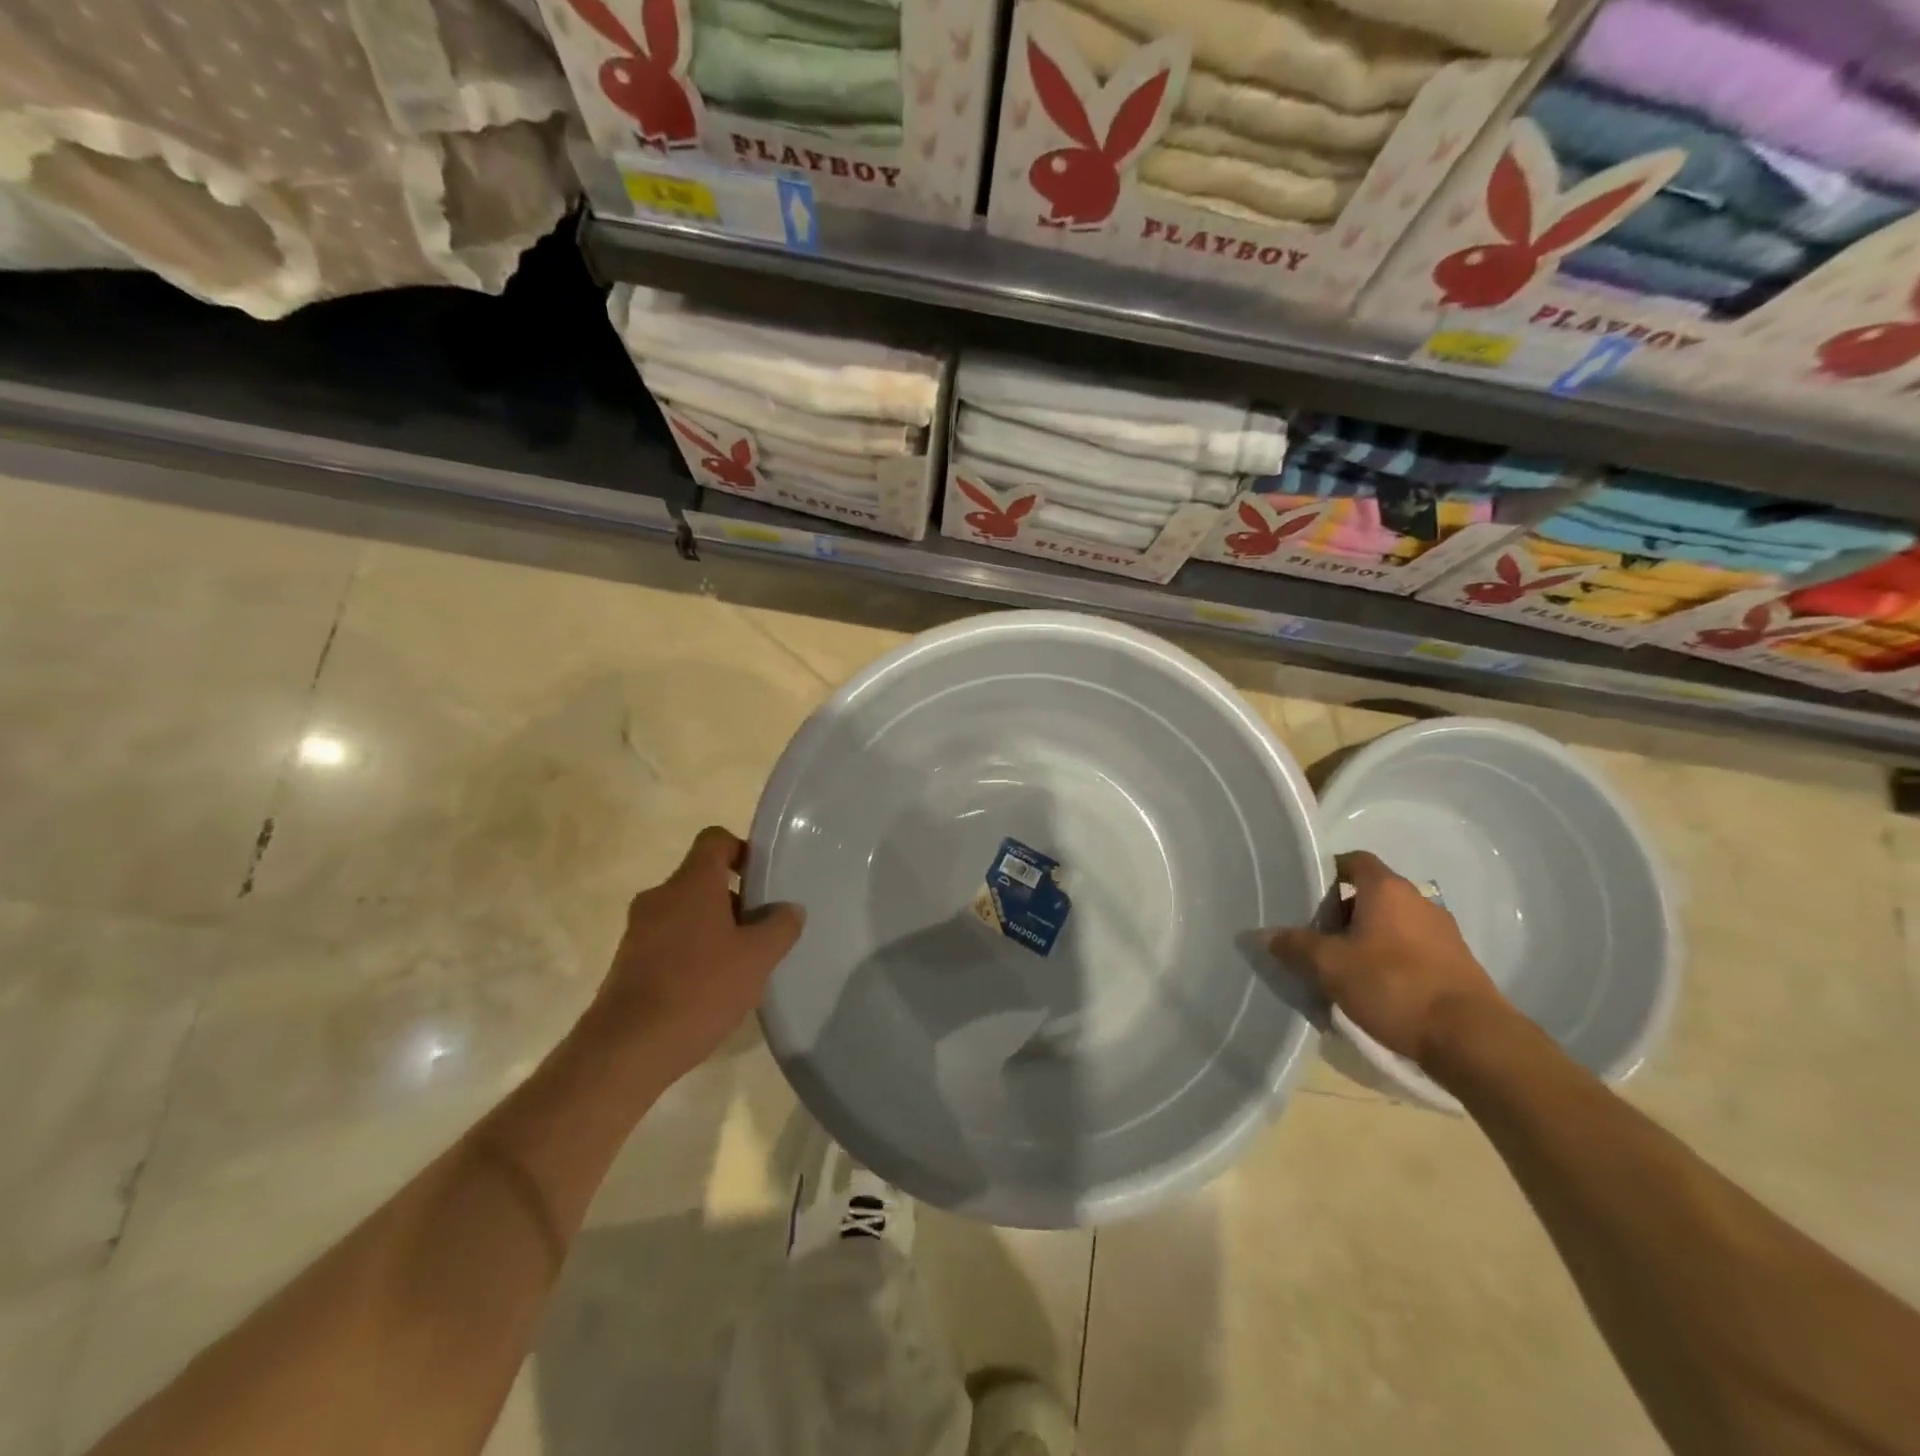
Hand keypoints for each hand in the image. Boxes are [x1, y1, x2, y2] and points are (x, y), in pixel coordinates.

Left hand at [589, 827, 803, 1077]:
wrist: (627, 1048)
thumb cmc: (700, 989)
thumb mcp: (757, 958)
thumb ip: (780, 926)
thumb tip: (788, 909)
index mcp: (691, 883)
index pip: (715, 839)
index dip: (741, 850)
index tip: (761, 880)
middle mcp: (660, 896)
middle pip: (702, 878)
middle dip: (734, 899)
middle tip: (759, 931)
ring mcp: (639, 929)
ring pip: (685, 912)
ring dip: (713, 928)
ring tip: (738, 965)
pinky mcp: (627, 961)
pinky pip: (668, 940)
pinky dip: (691, 952)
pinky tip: (708, 988)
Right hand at [1268, 850, 1505, 1068]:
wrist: (1472, 1038)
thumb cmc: (1393, 985)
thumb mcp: (1330, 966)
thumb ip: (1294, 946)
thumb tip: (1263, 934)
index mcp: (1387, 889)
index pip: (1353, 860)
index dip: (1327, 871)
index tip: (1304, 892)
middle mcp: (1418, 901)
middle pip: (1370, 893)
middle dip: (1341, 911)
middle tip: (1315, 935)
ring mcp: (1442, 933)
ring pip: (1391, 923)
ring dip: (1366, 937)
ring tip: (1341, 965)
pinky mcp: (1456, 964)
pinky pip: (1412, 949)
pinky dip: (1390, 958)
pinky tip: (1375, 987)